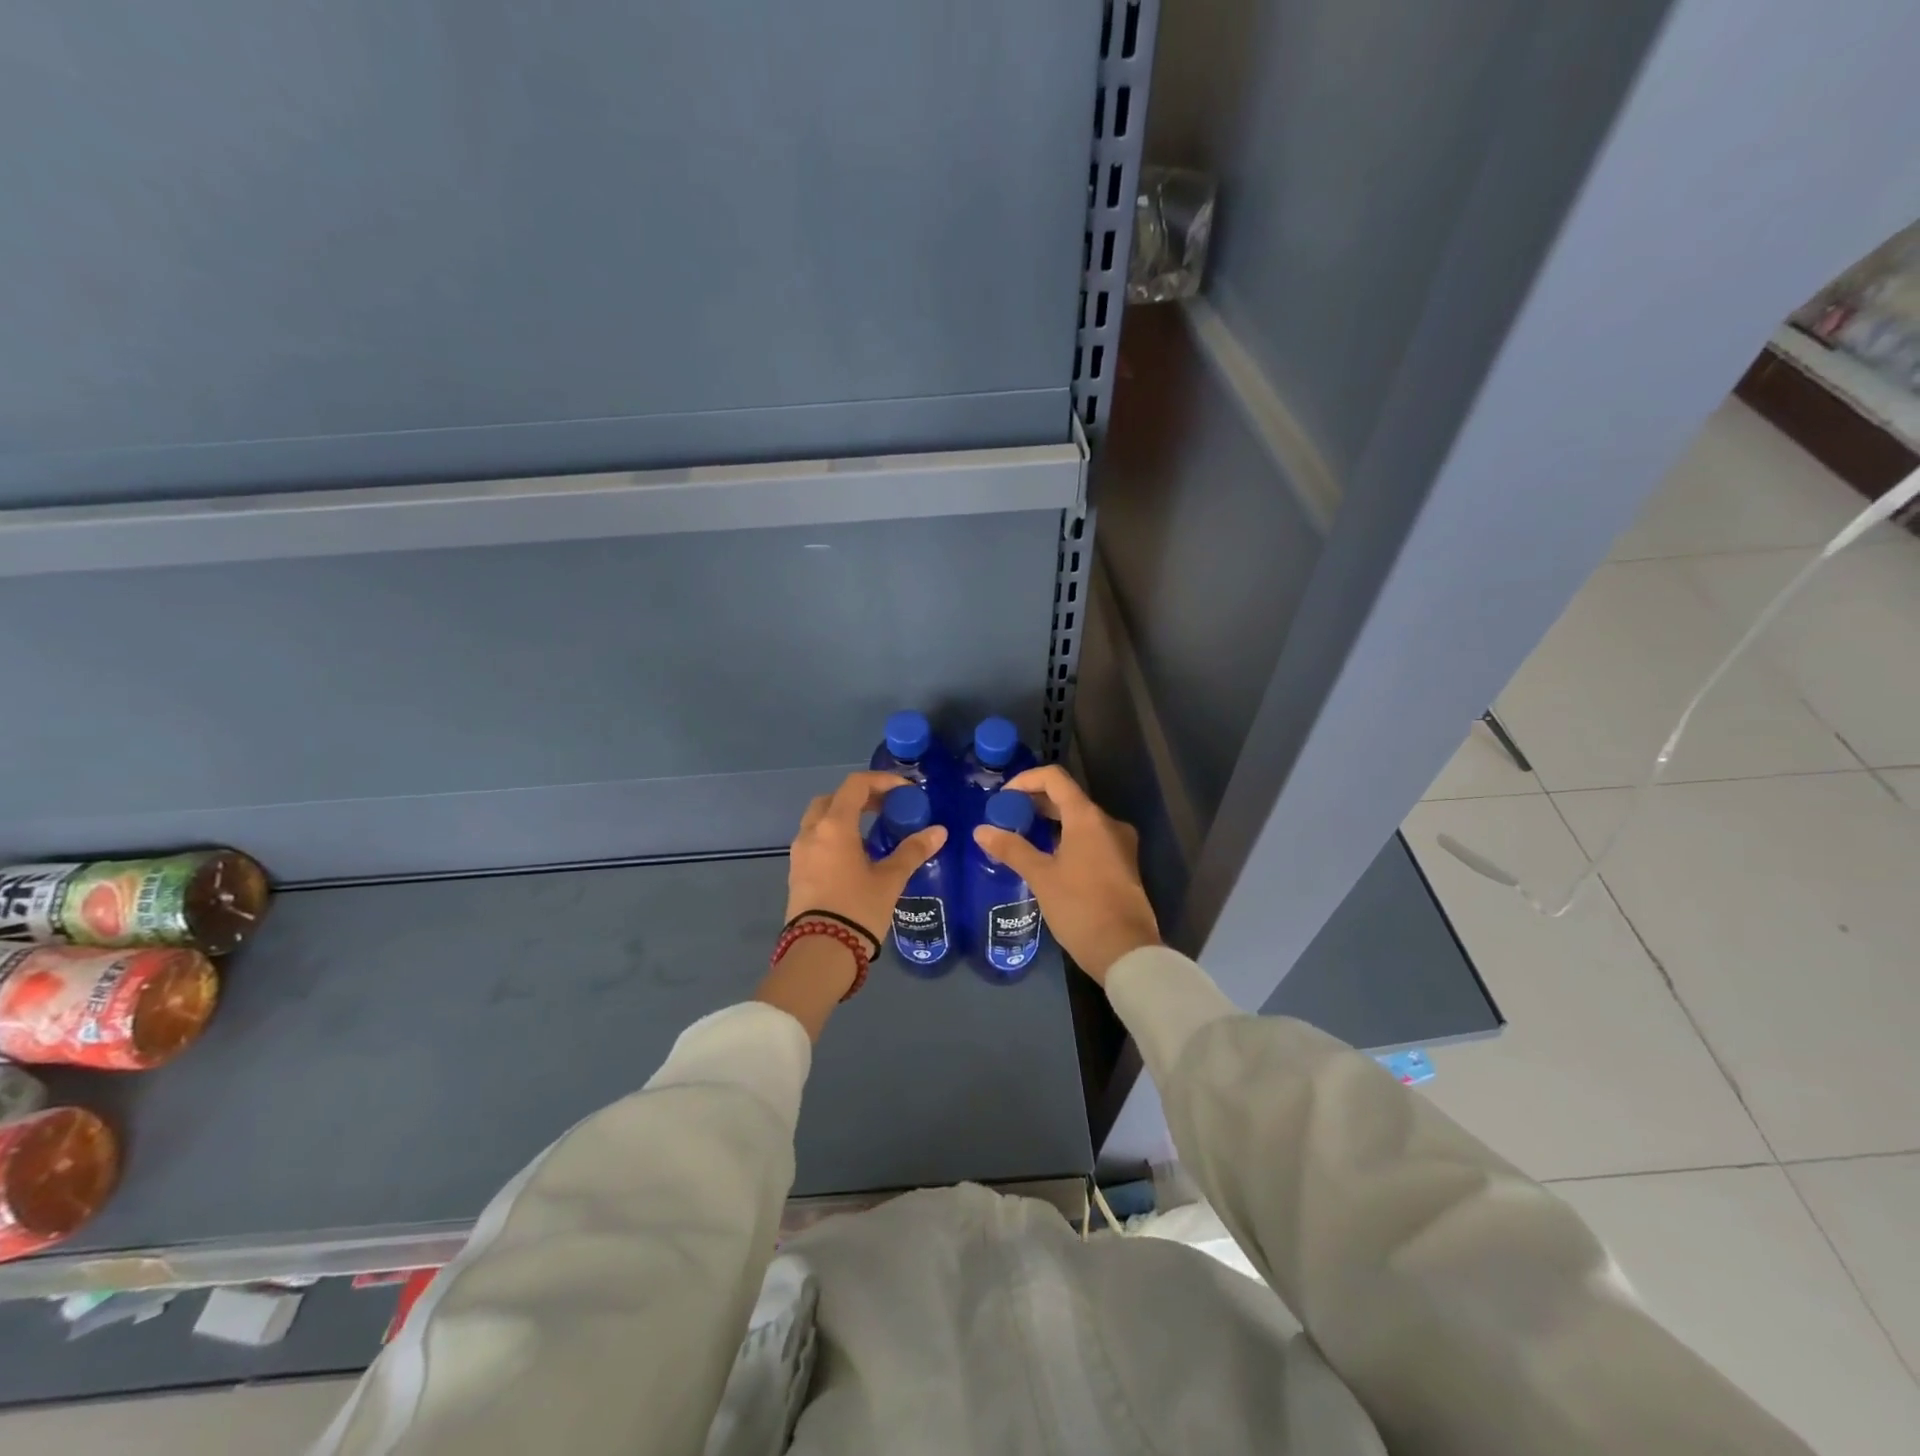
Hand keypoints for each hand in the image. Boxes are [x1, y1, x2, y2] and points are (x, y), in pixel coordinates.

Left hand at [785, 771, 947, 946]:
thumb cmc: (857, 909)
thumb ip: (913, 851)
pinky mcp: (797, 872)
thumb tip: (939, 832)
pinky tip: (855, 855)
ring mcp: (800, 853)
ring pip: (820, 819)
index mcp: (834, 826)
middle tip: (886, 808)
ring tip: (873, 831)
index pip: (855, 785)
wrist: (820, 953)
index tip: (904, 791)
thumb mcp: (890, 880)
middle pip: (832, 799)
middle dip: (859, 797)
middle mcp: (812, 832)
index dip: (881, 781)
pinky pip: (815, 840)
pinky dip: (834, 835)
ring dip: (844, 816)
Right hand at [972, 764, 1160, 983]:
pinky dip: (1066, 839)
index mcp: (1088, 817)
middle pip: (1067, 798)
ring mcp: (1119, 844)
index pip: (1054, 779)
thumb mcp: (1041, 877)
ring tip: (1022, 837)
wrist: (1124, 950)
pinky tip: (1047, 858)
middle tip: (1006, 818)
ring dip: (1050, 822)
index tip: (1003, 797)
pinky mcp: (1122, 865)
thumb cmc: (1080, 907)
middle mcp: (1107, 822)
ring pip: (1080, 820)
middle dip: (1035, 803)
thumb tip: (981, 830)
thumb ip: (1011, 848)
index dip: (1026, 780)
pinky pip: (1090, 839)